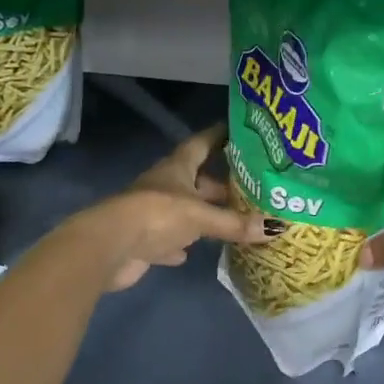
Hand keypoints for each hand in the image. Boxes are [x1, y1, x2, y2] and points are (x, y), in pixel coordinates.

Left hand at [81, 124, 271, 291]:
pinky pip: (170, 239)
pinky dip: (182, 243)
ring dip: (204, 214)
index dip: (218, 135)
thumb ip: (234, 223)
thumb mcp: (200, 216)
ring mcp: (152, 213)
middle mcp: (165, 186)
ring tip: (233, 219)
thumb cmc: (157, 215)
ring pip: (185, 210)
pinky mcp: (145, 241)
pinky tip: (193, 253)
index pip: (201, 143)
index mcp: (177, 168)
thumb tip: (274, 228)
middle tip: (250, 188)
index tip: (237, 130)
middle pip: (196, 180)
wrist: (109, 247)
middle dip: (219, 184)